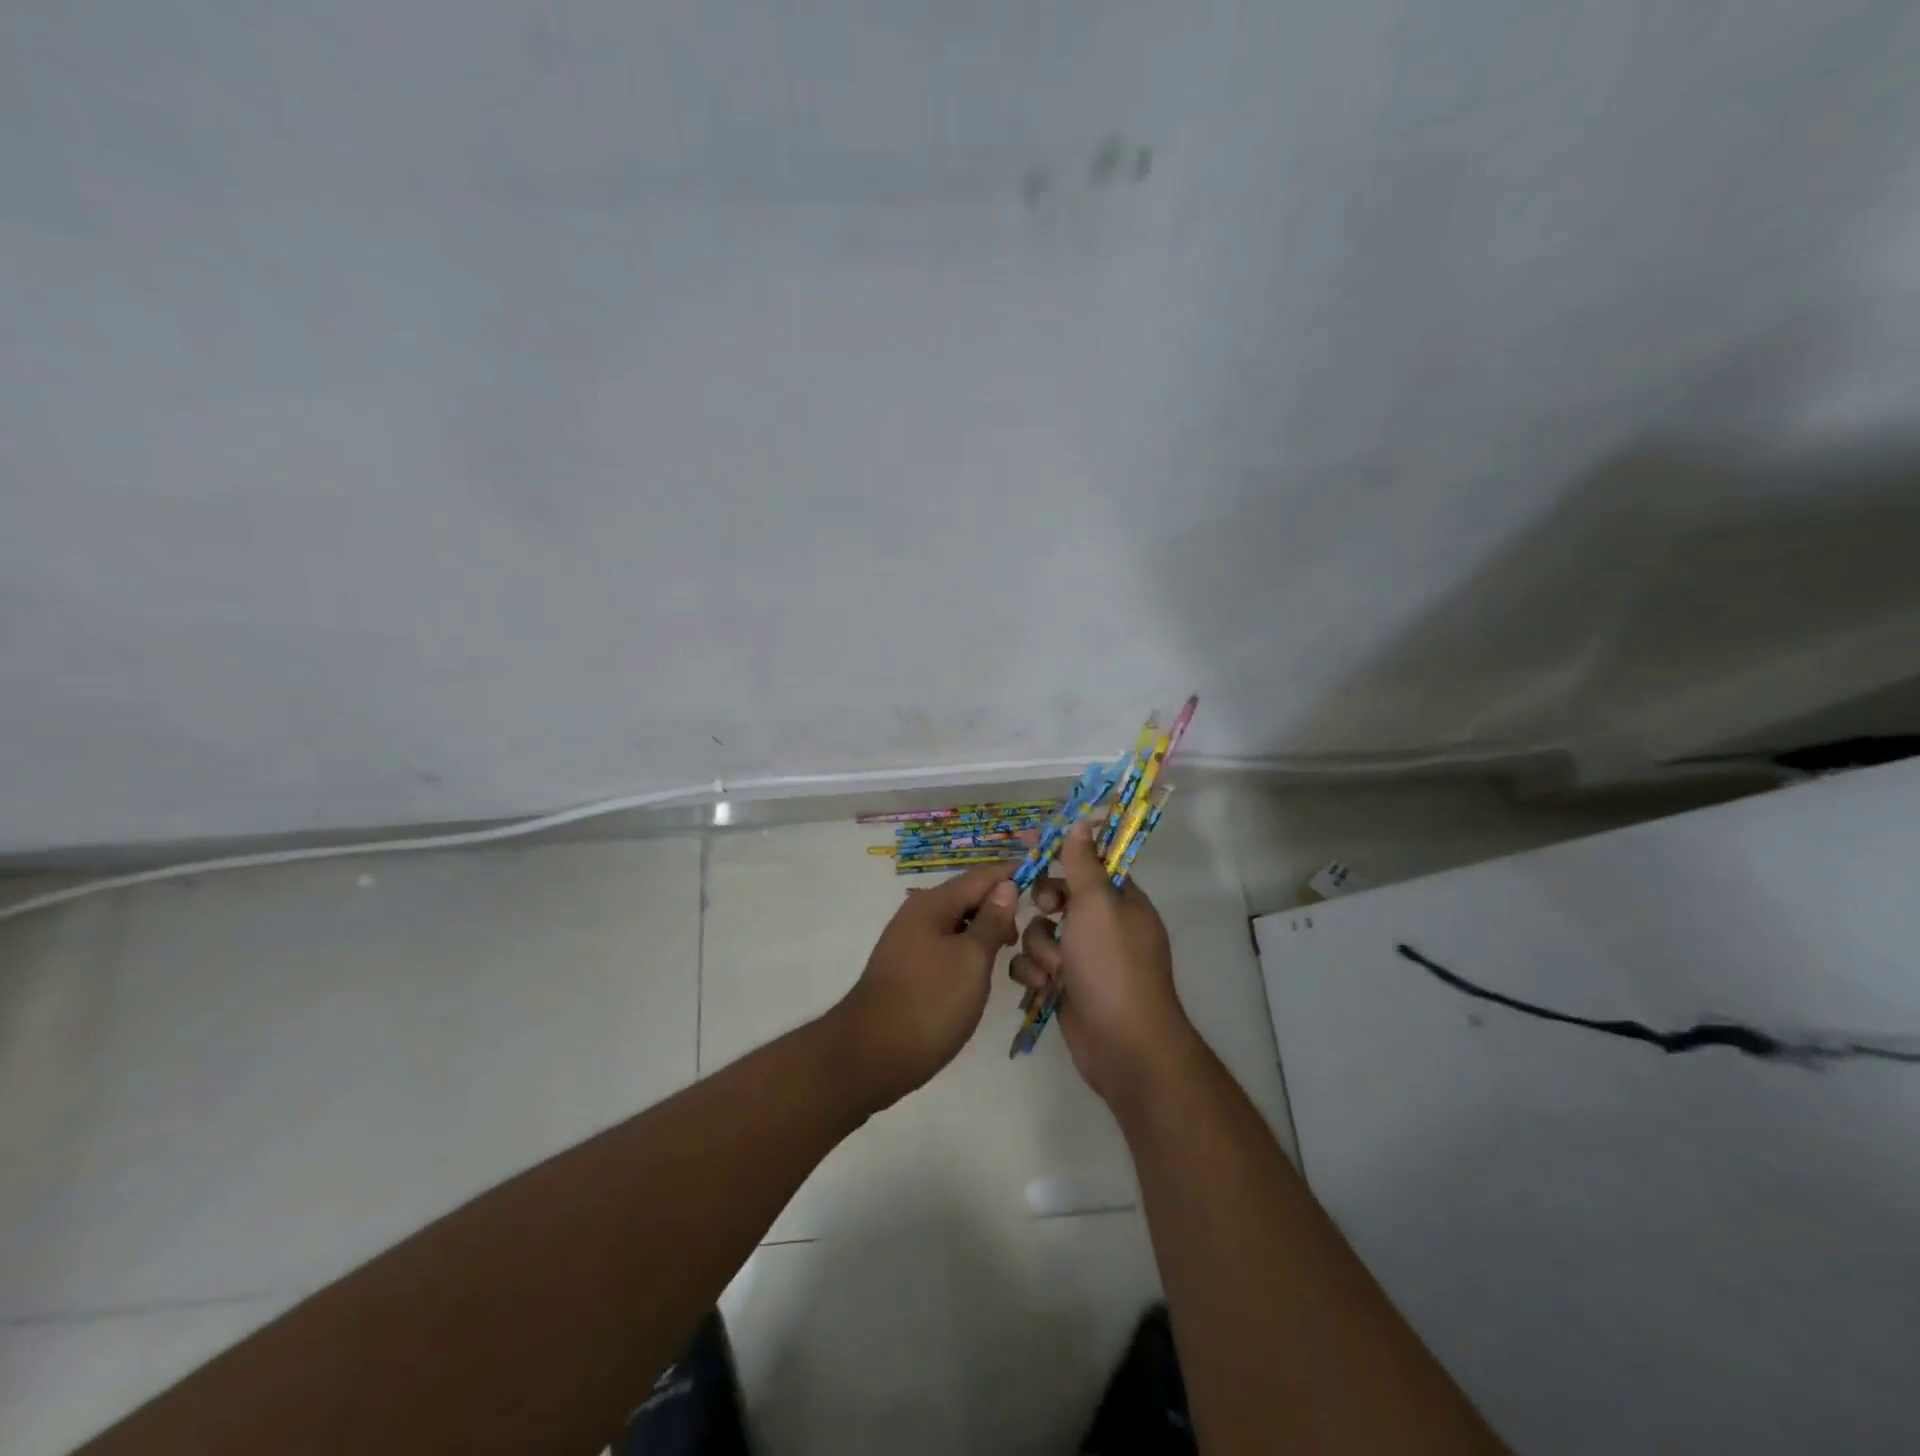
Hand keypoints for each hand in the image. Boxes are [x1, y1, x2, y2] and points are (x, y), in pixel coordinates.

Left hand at [832, 862, 1020, 1109]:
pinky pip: (947, 946)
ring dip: (987, 933)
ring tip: (1015, 954)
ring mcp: (910, 941)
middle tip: (1034, 932)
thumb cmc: (930, 1002)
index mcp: (933, 903)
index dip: (1012, 875)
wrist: (872, 1055)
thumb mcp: (972, 959)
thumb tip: (1005, 885)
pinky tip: (985, 971)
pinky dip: (970, 951)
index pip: (981, 876)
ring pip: (958, 925)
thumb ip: (992, 920)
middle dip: (1002, 908)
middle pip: (969, 898)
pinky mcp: (909, 968)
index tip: (1046, 881)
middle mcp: (918, 914)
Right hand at [1009, 820, 1196, 1105]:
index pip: (1089, 862)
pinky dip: (1034, 974)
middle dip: (1046, 906)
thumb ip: (1083, 863)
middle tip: (1051, 913)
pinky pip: (1034, 965)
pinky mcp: (1064, 986)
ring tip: (1055, 969)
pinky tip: (1043, 988)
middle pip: (1057, 896)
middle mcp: (1102, 926)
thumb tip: (1083, 821)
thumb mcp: (1097, 904)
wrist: (1121, 1044)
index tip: (1030, 841)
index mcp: (1120, 901)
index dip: (1061, 850)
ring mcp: (1083, 958)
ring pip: (1040, 932)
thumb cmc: (1112, 965)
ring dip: (1040, 948)